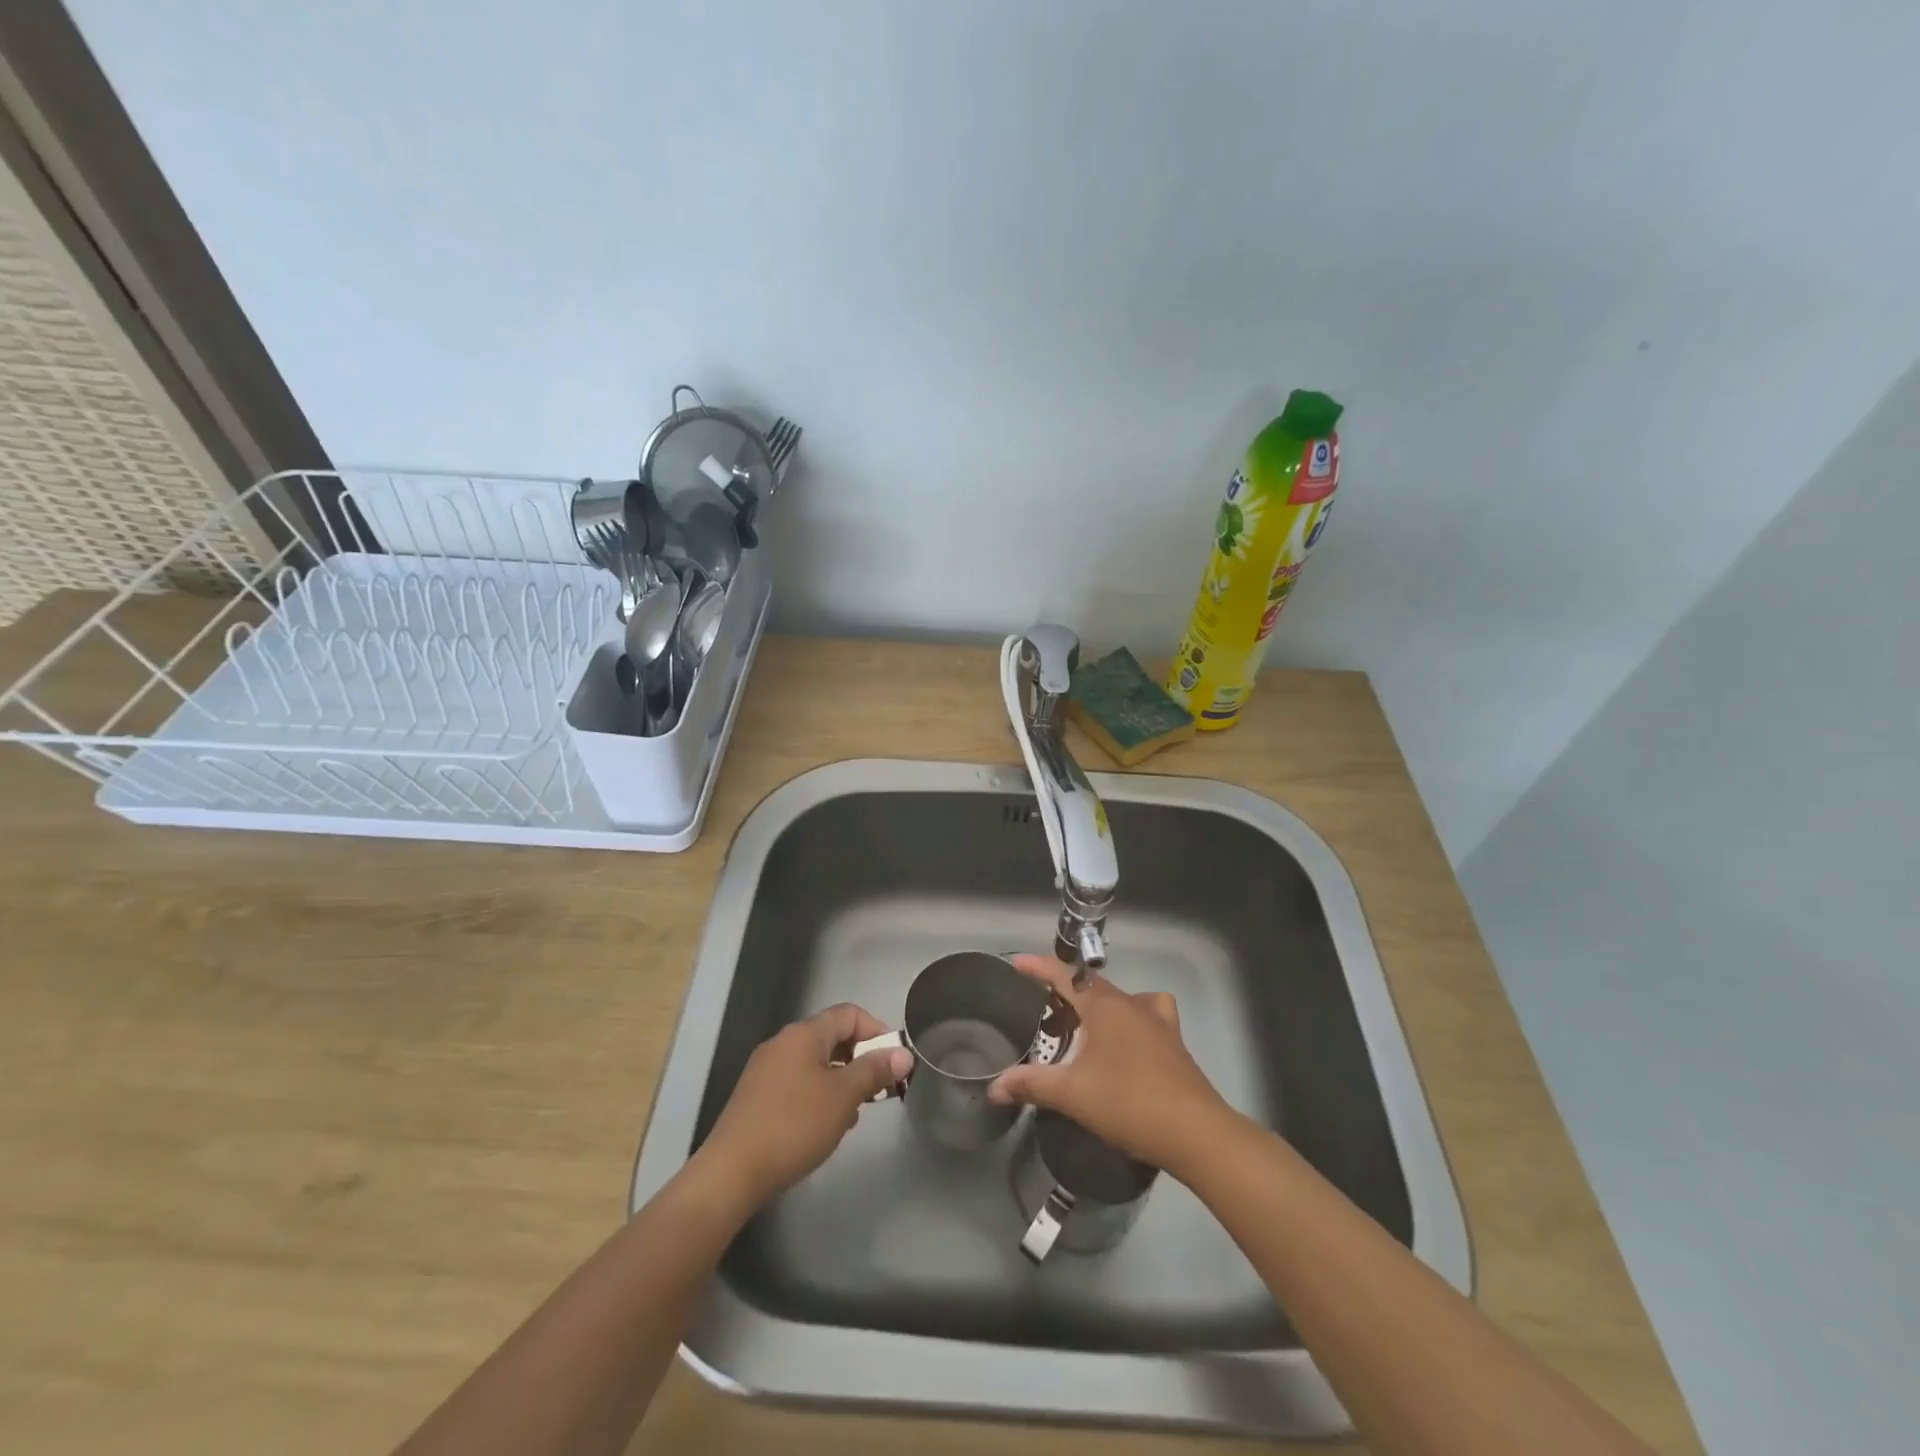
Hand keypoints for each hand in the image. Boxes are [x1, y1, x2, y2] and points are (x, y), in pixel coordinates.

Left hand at [695, 1003, 912, 1207]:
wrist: (731, 1173)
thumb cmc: (794, 1126)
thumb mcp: (844, 1096)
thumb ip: (875, 1071)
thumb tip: (903, 1054)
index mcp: (804, 1034)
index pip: (849, 1014)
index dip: (877, 1031)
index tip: (894, 1062)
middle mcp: (783, 1043)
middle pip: (832, 1037)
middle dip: (861, 1060)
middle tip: (879, 1091)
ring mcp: (766, 1069)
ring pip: (816, 1063)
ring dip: (841, 1081)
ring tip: (853, 1114)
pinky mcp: (756, 1096)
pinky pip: (798, 1082)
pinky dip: (818, 1095)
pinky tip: (823, 1126)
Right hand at [988, 955, 1229, 1176]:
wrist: (1195, 1133)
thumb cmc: (1128, 1103)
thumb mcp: (1072, 1094)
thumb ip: (1031, 1084)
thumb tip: (993, 1087)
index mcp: (1104, 1006)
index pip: (1064, 974)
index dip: (1039, 967)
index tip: (1017, 964)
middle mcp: (1131, 1004)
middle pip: (1091, 985)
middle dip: (1063, 992)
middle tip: (1039, 1009)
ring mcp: (1158, 1022)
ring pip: (1119, 999)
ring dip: (1097, 1005)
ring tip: (1081, 1026)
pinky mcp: (1174, 1043)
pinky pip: (1148, 1015)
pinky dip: (1132, 1019)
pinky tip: (1126, 1040)